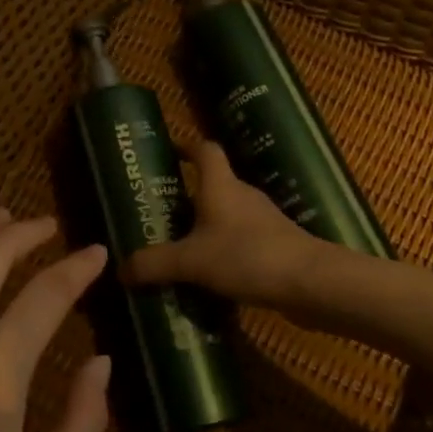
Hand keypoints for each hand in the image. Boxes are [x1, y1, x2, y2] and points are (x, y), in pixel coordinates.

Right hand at [127, 142, 322, 307]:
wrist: (313, 285)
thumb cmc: (248, 256)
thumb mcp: (191, 261)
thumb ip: (154, 264)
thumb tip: (120, 270)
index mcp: (221, 186)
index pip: (205, 150)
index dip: (186, 146)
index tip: (167, 153)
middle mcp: (242, 197)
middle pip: (213, 185)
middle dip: (187, 196)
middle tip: (160, 213)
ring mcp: (263, 222)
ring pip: (227, 217)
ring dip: (205, 228)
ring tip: (179, 249)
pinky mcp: (276, 248)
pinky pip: (242, 243)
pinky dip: (224, 253)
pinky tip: (210, 278)